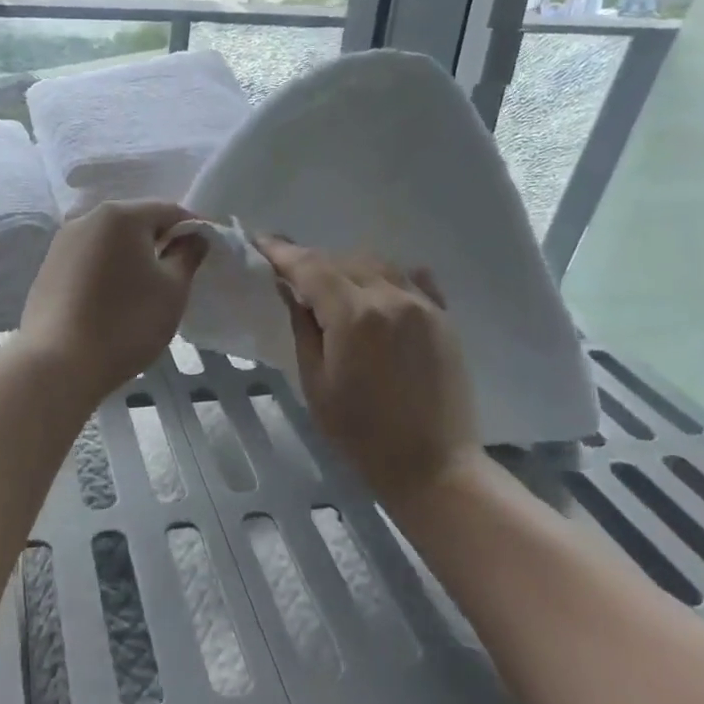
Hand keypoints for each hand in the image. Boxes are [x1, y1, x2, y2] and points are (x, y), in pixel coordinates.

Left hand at [18, 201, 204, 403]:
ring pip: (109, 242)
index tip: (204, 253)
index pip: (169, 210)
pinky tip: (113, 301)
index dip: (192, 229)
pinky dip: (107, 271)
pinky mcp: (48, 269)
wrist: (58, 364)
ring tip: (144, 290)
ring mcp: (62, 243)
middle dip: (160, 242)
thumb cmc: (126, 323)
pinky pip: (88, 260)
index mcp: (121, 216)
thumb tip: (193, 237)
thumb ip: (187, 256)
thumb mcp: (172, 290)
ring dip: (131, 257)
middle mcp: (87, 218)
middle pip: (135, 222)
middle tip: (177, 274)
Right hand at [258, 237, 483, 509]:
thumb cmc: (361, 432)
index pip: (310, 267)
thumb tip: (289, 288)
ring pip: (377, 263)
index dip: (282, 252)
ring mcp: (422, 304)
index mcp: (354, 315)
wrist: (432, 464)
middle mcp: (390, 297)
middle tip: (289, 272)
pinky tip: (376, 290)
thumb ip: (303, 327)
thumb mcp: (316, 382)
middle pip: (343, 260)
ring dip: (348, 266)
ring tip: (330, 284)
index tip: (260, 240)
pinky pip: (411, 279)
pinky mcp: (443, 317)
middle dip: (312, 262)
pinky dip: (386, 276)